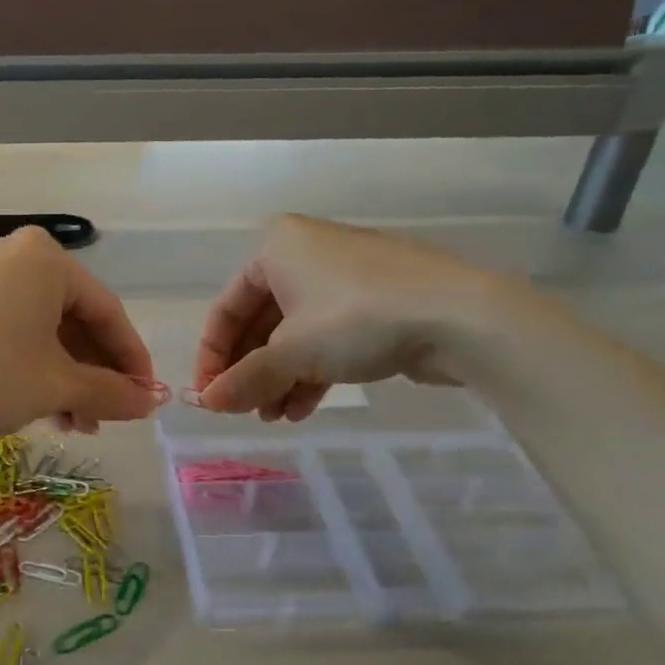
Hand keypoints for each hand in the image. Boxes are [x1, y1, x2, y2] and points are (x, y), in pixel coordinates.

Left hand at [0, 227, 157, 439]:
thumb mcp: (57, 386)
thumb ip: (110, 392)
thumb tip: (149, 403)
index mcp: (45, 258)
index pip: (106, 310)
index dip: (131, 358)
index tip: (145, 395)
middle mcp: (12, 253)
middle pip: (71, 318)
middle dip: (92, 373)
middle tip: (104, 416)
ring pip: (39, 327)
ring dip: (62, 376)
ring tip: (72, 423)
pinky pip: (8, 327)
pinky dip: (29, 364)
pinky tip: (37, 404)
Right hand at [193, 216, 524, 420]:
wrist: (459, 316)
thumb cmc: (357, 319)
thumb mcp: (292, 352)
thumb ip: (244, 379)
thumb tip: (204, 404)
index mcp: (276, 248)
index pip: (226, 307)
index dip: (212, 356)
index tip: (209, 396)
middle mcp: (305, 254)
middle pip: (259, 322)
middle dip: (249, 371)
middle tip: (243, 410)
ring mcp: (342, 279)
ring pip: (293, 335)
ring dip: (277, 378)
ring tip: (273, 417)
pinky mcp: (373, 304)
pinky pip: (325, 339)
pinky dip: (309, 372)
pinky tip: (301, 409)